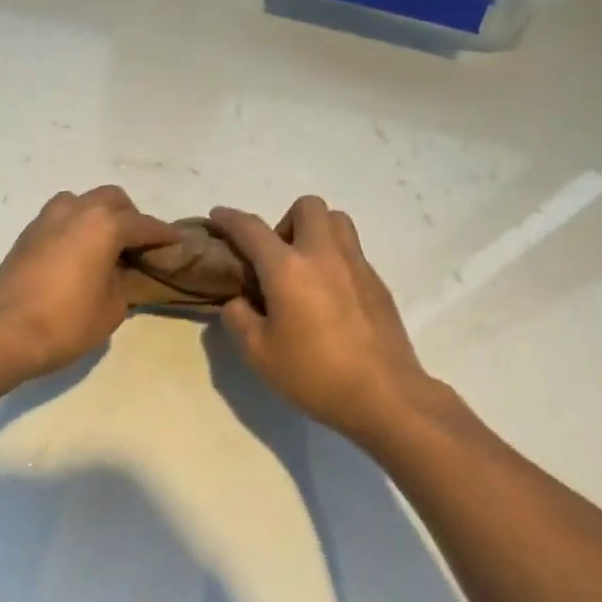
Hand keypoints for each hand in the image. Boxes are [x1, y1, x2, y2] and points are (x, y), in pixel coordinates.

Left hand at [0, 187, 177, 383]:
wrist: (2, 334)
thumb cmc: (66, 323)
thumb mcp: (112, 308)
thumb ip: (123, 282)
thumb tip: (118, 272)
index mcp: (103, 225)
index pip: (143, 224)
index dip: (163, 235)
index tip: (176, 243)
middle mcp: (75, 212)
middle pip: (111, 199)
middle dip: (130, 217)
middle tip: (137, 245)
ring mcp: (45, 220)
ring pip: (80, 201)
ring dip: (97, 215)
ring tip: (104, 245)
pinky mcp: (25, 236)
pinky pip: (59, 218)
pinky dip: (74, 227)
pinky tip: (77, 254)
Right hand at [212, 197, 447, 442]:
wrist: (383, 395)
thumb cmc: (313, 374)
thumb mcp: (258, 353)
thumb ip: (239, 318)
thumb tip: (240, 302)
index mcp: (287, 268)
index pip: (251, 229)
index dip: (230, 219)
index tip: (218, 216)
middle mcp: (323, 254)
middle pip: (306, 207)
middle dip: (284, 221)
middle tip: (275, 258)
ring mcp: (356, 265)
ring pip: (337, 221)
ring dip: (314, 232)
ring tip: (303, 270)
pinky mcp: (377, 283)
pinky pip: (352, 252)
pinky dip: (333, 259)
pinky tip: (327, 297)